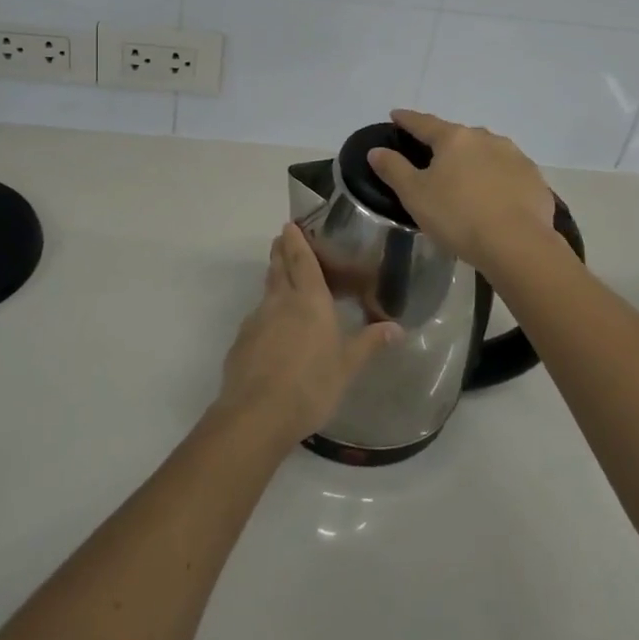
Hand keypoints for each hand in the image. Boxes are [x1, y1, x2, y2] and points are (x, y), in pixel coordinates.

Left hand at [217, 224, 401, 443]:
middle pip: (279, 268)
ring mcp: (256, 320)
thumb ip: (369, 343)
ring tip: (279, 278)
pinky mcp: (241, 342)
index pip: (302, 261)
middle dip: (281, 251)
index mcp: (309, 300)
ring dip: (273, 279)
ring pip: (266, 291)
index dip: (296, 241)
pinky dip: (265, 313)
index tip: (290, 225)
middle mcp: (280, 302)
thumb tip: (397, 328)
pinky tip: (271, 330)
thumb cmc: (311, 385)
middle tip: (281, 239)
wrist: (256, 414)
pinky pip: (256, 318)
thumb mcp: (347, 366)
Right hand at [367, 109, 557, 269]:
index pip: (424, 123)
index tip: (396, 115)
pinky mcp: (534, 179)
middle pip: (458, 136)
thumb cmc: (458, 216)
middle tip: (433, 158)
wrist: (517, 244)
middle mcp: (486, 138)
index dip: (407, 119)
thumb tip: (376, 150)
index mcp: (454, 138)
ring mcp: (515, 156)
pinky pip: (508, 173)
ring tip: (465, 180)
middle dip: (445, 144)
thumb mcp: (415, 195)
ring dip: (474, 160)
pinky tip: (494, 198)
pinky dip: (497, 179)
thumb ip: (394, 169)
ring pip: (486, 152)